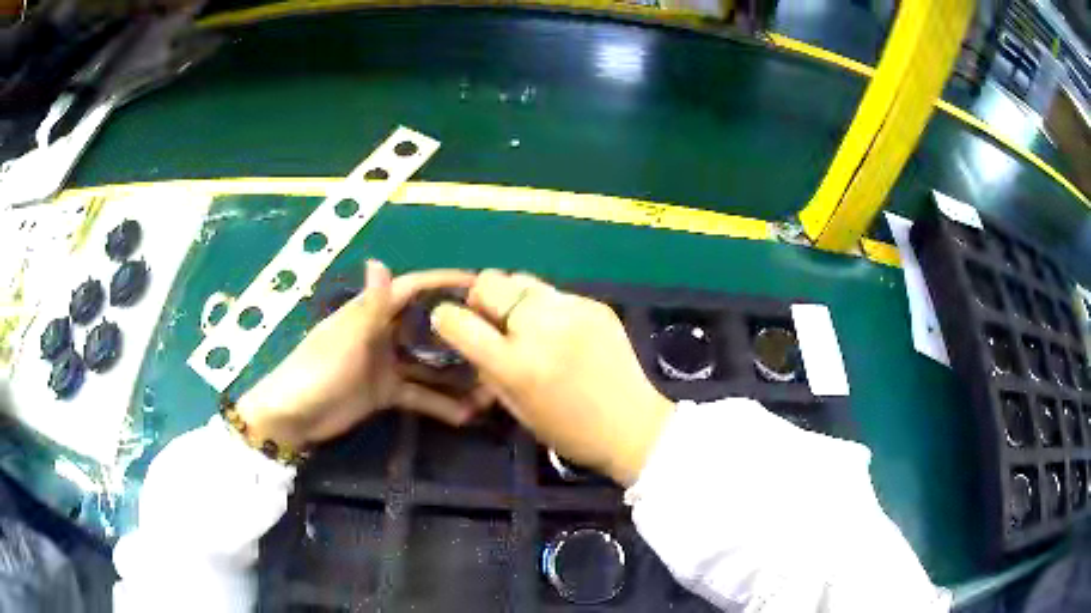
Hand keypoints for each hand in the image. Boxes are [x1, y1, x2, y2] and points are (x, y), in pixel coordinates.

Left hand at [236, 261, 490, 448]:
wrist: (293, 417)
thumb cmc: (318, 371)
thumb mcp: (347, 339)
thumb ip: (369, 306)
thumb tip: (380, 259)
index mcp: (370, 313)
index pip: (412, 289)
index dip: (443, 282)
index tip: (480, 285)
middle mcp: (381, 333)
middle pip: (426, 327)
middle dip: (458, 332)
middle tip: (497, 337)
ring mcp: (385, 364)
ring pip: (427, 364)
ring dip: (454, 374)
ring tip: (490, 384)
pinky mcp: (385, 392)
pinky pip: (419, 394)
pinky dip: (439, 403)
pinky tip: (466, 415)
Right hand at [431, 270, 673, 485]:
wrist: (633, 425)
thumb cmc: (570, 431)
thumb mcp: (516, 409)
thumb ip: (487, 367)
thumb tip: (470, 336)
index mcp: (517, 364)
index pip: (458, 321)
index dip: (446, 318)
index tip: (449, 322)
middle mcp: (541, 328)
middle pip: (490, 283)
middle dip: (481, 299)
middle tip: (492, 320)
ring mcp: (572, 310)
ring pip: (521, 280)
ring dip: (514, 298)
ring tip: (526, 322)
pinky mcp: (595, 304)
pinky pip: (554, 293)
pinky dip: (546, 306)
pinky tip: (560, 329)